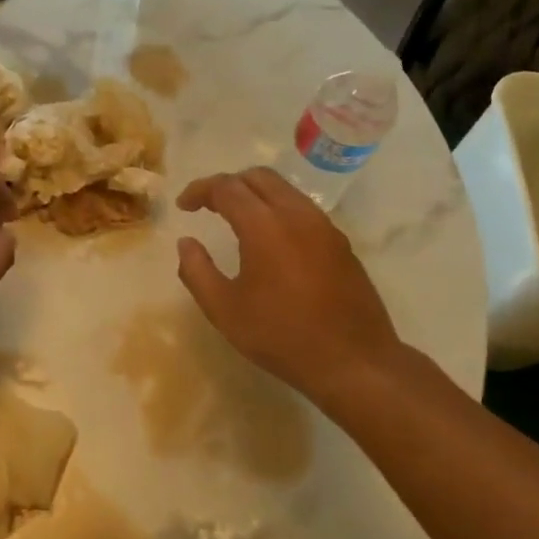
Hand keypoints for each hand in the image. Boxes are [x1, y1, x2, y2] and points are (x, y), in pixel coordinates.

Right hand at [176, 167, 409, 406]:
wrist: (354, 361)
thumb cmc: (282, 336)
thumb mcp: (225, 310)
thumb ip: (197, 271)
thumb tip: (186, 243)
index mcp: (265, 226)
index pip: (227, 187)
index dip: (200, 190)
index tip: (184, 206)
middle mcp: (297, 214)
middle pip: (259, 177)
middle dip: (228, 184)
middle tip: (208, 206)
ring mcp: (324, 226)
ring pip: (285, 189)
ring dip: (256, 194)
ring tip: (236, 219)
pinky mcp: (340, 242)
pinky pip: (303, 209)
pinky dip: (278, 209)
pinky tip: (271, 240)